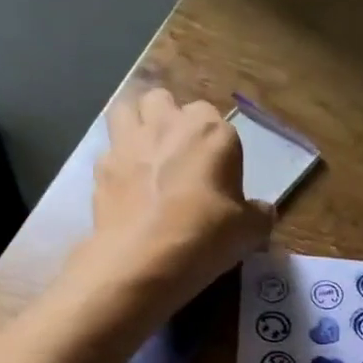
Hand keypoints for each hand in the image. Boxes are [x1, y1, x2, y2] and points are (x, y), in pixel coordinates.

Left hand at [75, 87, 274, 313]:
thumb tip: (262, 211)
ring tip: (145, 155)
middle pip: (167, 101)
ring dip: (136, 124)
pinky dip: (116, 164)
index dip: (219, 149)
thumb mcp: (249, 232)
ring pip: (127, 109)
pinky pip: (108, 151)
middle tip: (180, 157)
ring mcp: (128, 142)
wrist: (142, 260)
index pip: (219, 123)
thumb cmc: (205, 236)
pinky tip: (125, 189)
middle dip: (172, 120)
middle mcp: (168, 124)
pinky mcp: (100, 167)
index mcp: (212, 132)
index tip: (221, 179)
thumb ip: (259, 215)